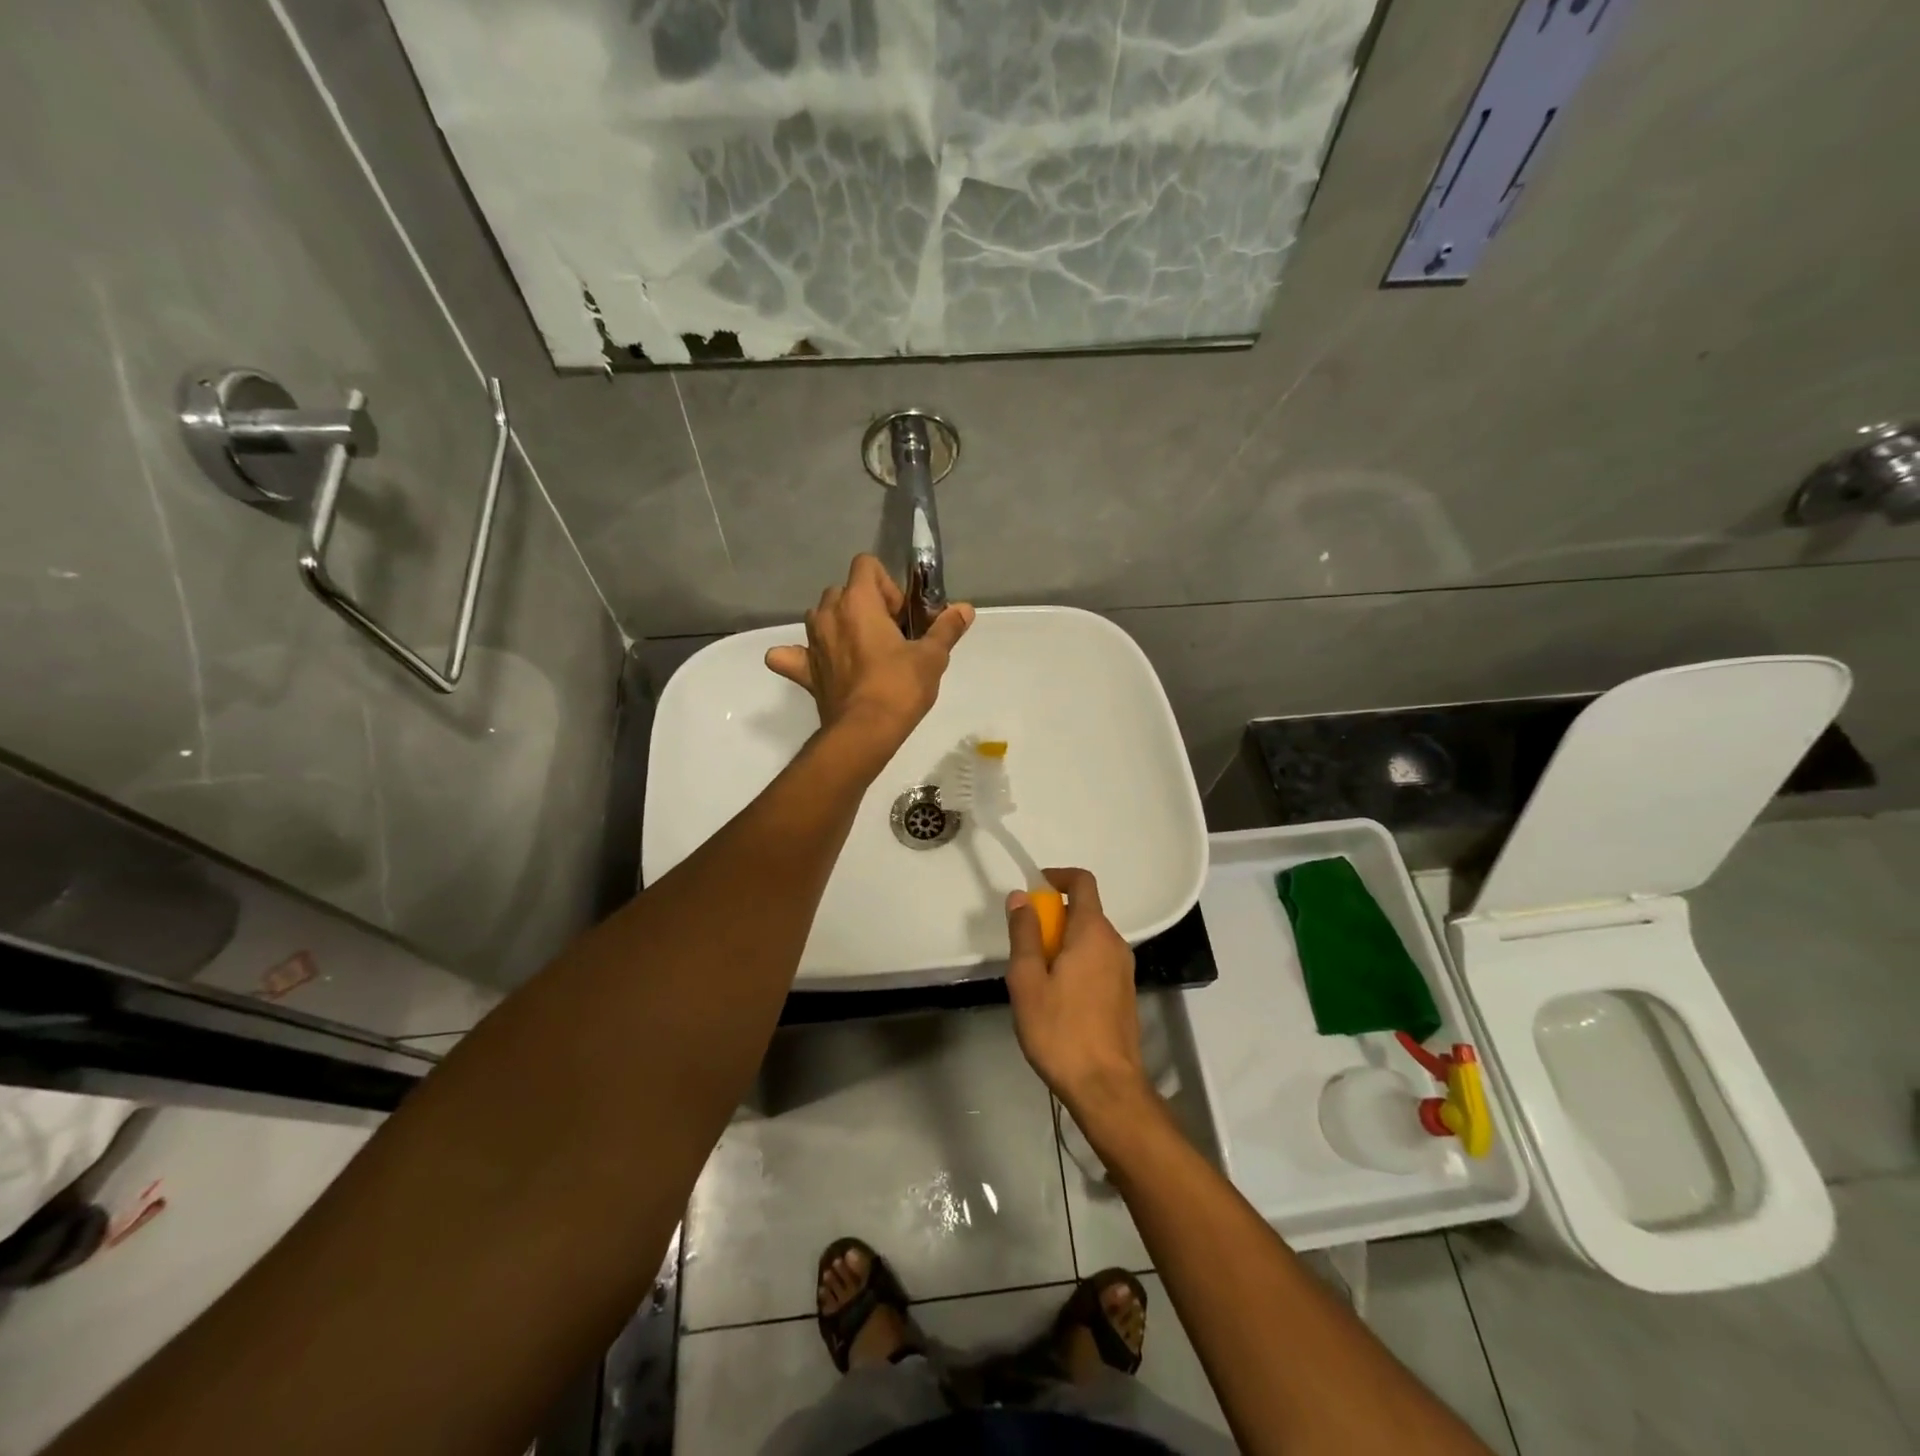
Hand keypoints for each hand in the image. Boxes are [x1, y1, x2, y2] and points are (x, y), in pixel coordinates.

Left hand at [765, 555, 973, 753]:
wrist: (864, 732)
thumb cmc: (900, 687)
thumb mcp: (932, 657)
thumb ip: (946, 628)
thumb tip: (965, 609)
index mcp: (858, 602)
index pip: (865, 565)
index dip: (886, 585)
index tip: (900, 615)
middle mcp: (828, 614)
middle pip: (843, 590)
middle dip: (864, 605)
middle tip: (888, 636)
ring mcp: (810, 642)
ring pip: (820, 616)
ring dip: (838, 624)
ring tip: (862, 651)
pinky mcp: (802, 670)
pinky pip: (791, 655)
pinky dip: (799, 656)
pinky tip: (817, 665)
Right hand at [1005, 869, 1155, 1131]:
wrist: (1106, 1087)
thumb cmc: (1060, 1031)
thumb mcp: (1028, 980)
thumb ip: (1024, 934)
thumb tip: (1021, 896)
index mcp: (1093, 932)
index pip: (1082, 882)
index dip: (1057, 877)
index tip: (1033, 890)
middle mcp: (1115, 943)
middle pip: (1084, 911)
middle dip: (1053, 918)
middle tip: (1026, 947)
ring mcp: (1124, 969)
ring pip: (1090, 939)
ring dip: (1063, 943)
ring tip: (1037, 978)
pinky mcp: (1125, 993)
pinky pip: (1098, 961)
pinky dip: (1077, 962)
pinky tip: (1058, 998)